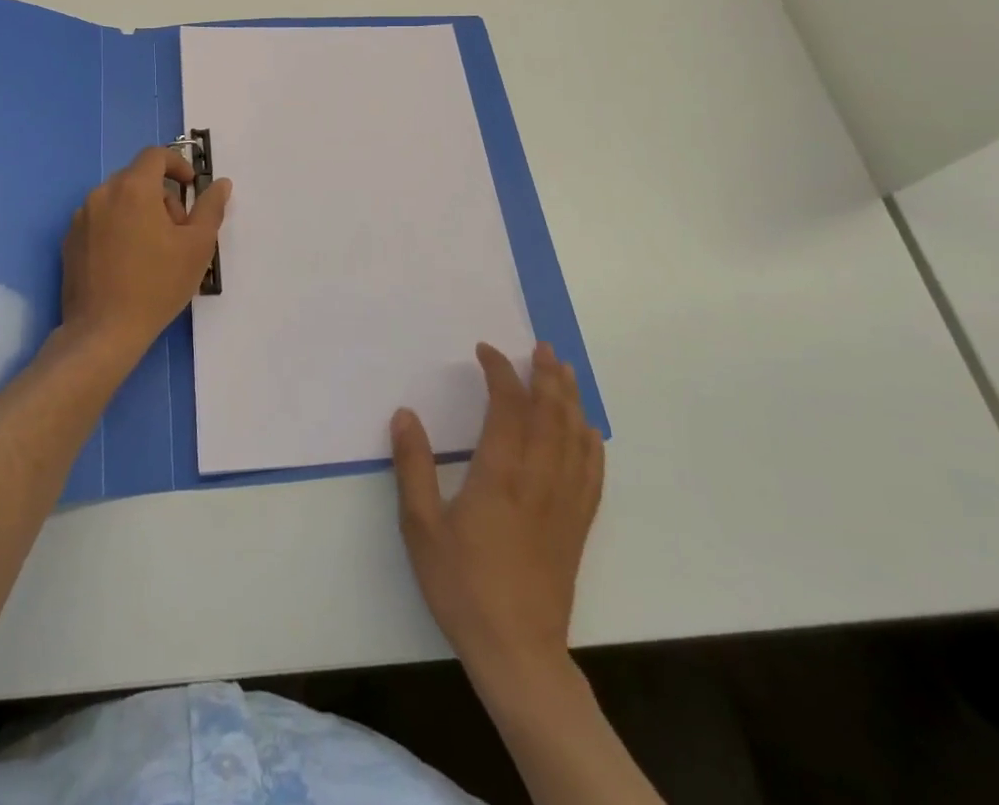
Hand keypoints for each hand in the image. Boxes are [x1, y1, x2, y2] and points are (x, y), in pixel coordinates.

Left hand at [60, 147, 231, 358]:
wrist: (103, 331)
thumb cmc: (157, 285)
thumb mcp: (197, 246)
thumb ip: (210, 208)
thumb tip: (220, 184)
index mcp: (133, 188)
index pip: (155, 155)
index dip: (178, 164)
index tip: (191, 187)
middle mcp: (102, 194)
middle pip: (137, 178)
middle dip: (162, 195)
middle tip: (178, 230)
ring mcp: (81, 218)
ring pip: (118, 199)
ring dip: (139, 211)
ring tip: (154, 250)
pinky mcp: (70, 241)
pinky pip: (100, 220)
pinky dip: (118, 228)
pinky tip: (128, 261)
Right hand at [391, 341, 603, 678]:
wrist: (517, 652)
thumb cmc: (463, 586)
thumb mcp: (421, 527)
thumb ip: (413, 467)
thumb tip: (406, 415)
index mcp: (500, 474)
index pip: (506, 406)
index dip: (499, 372)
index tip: (486, 351)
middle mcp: (539, 478)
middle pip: (551, 413)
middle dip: (547, 374)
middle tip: (542, 346)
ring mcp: (564, 502)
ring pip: (575, 436)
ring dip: (570, 398)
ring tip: (564, 371)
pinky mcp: (578, 525)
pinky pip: (593, 472)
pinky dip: (590, 442)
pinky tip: (586, 430)